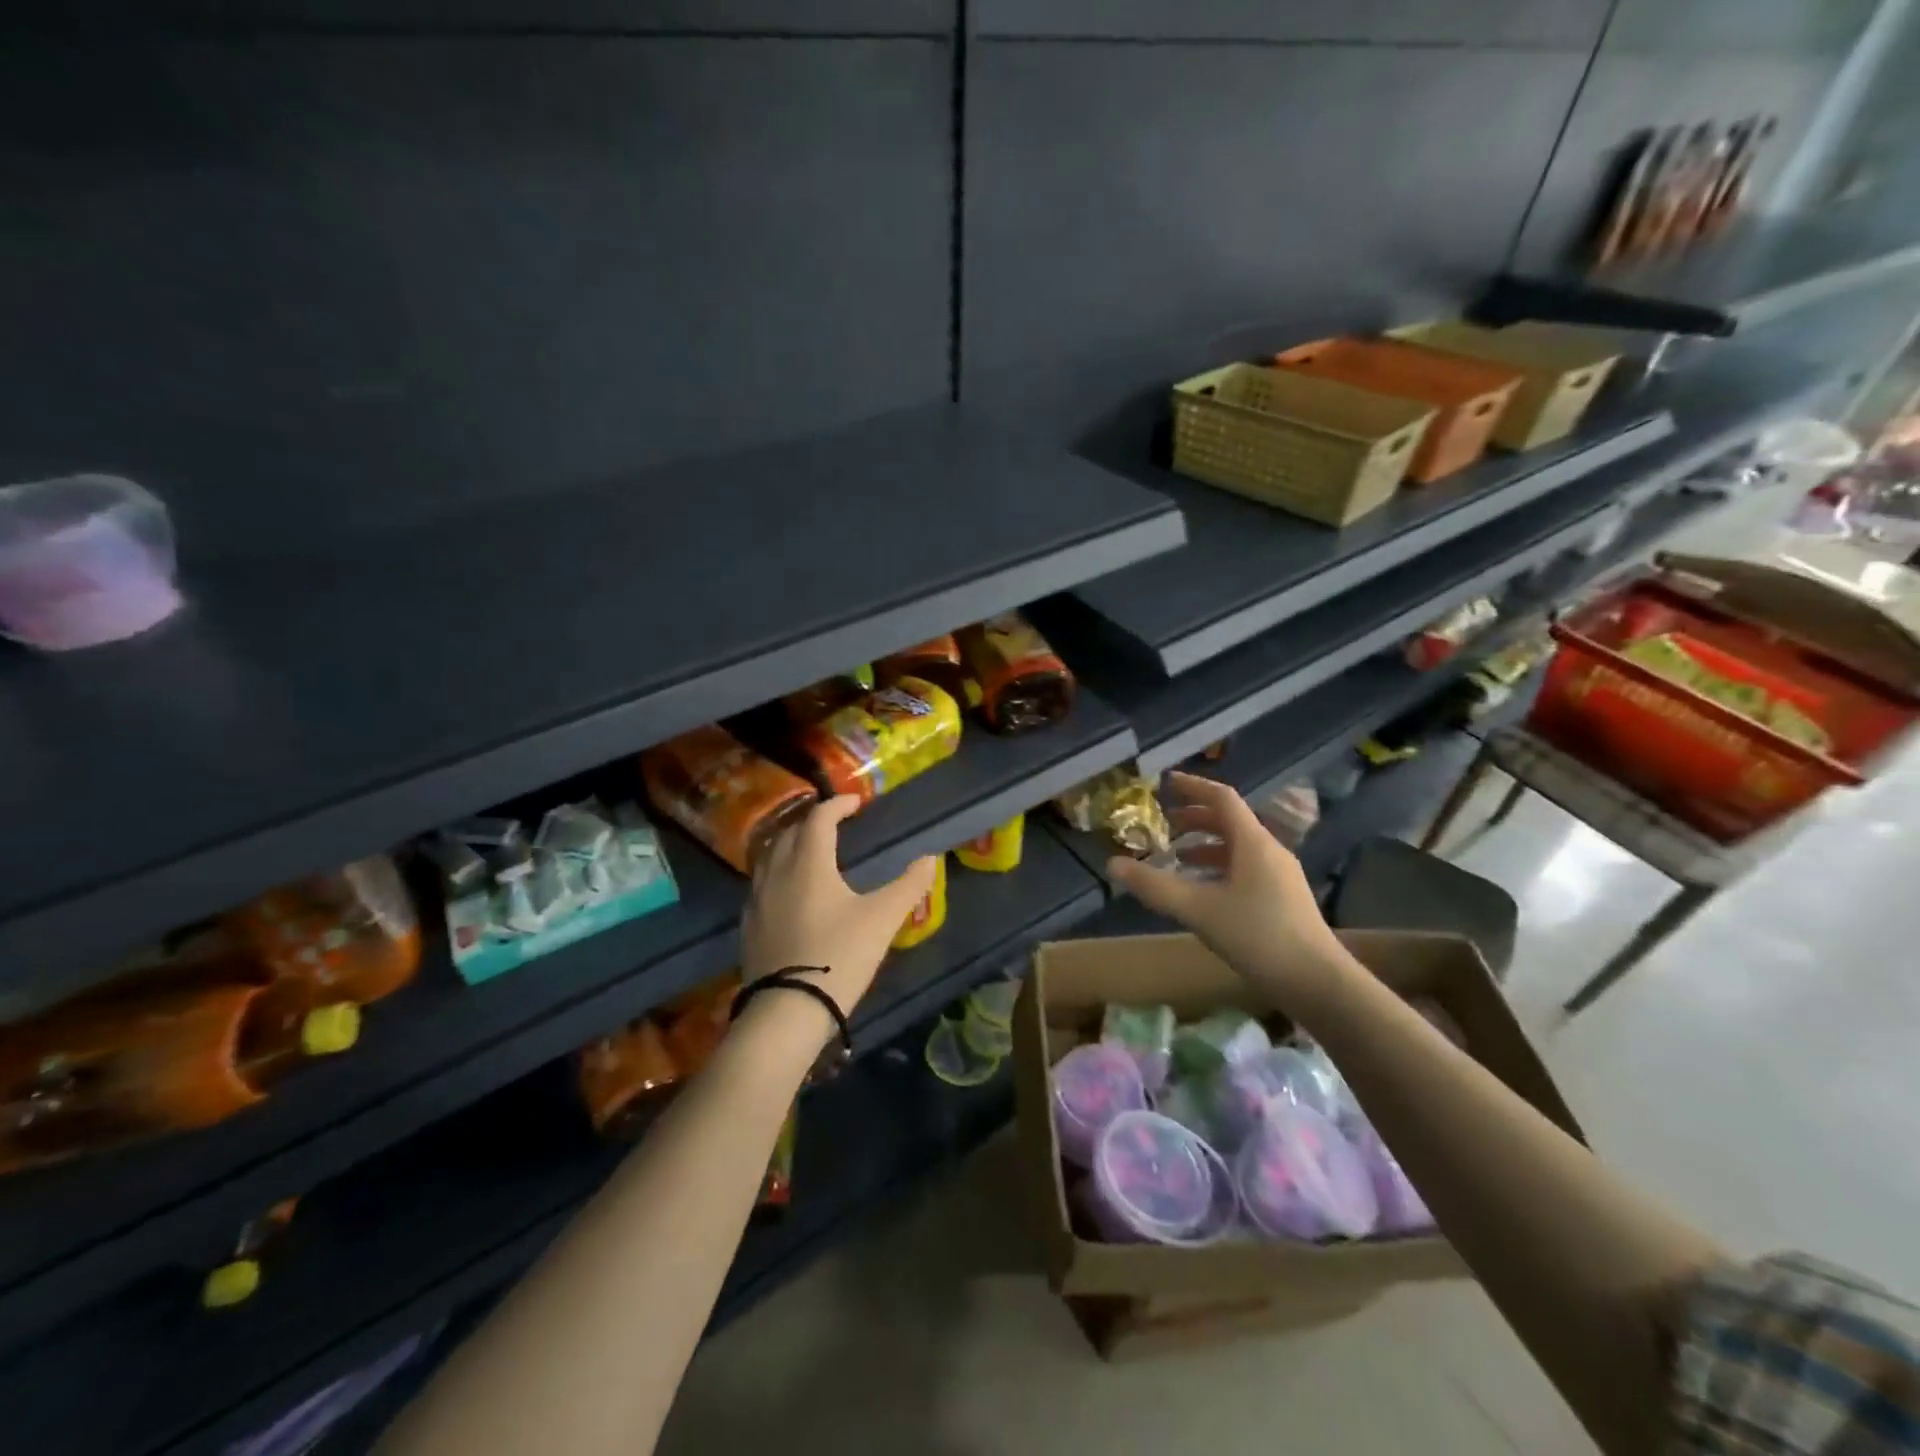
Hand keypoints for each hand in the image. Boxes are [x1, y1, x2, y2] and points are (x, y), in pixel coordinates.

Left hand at [741, 796, 937, 1017]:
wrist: (787, 1011)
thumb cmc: (838, 956)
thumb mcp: (882, 920)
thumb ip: (908, 885)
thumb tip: (930, 858)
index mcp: (808, 863)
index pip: (819, 818)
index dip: (838, 805)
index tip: (856, 802)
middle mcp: (777, 872)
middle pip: (791, 832)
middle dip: (813, 820)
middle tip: (836, 823)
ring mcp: (757, 899)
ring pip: (770, 855)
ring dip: (792, 843)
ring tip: (812, 850)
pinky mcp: (749, 925)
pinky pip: (761, 882)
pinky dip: (778, 870)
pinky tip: (791, 890)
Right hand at [1107, 772, 1352, 1013]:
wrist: (1317, 982)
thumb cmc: (1258, 936)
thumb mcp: (1198, 910)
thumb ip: (1155, 886)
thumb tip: (1113, 864)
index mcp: (1253, 843)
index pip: (1222, 798)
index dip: (1193, 787)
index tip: (1166, 783)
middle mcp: (1269, 851)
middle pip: (1231, 821)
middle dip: (1196, 816)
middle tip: (1165, 822)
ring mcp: (1280, 875)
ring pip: (1238, 846)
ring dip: (1206, 844)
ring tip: (1177, 856)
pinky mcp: (1284, 898)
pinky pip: (1246, 867)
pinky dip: (1219, 866)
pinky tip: (1204, 890)